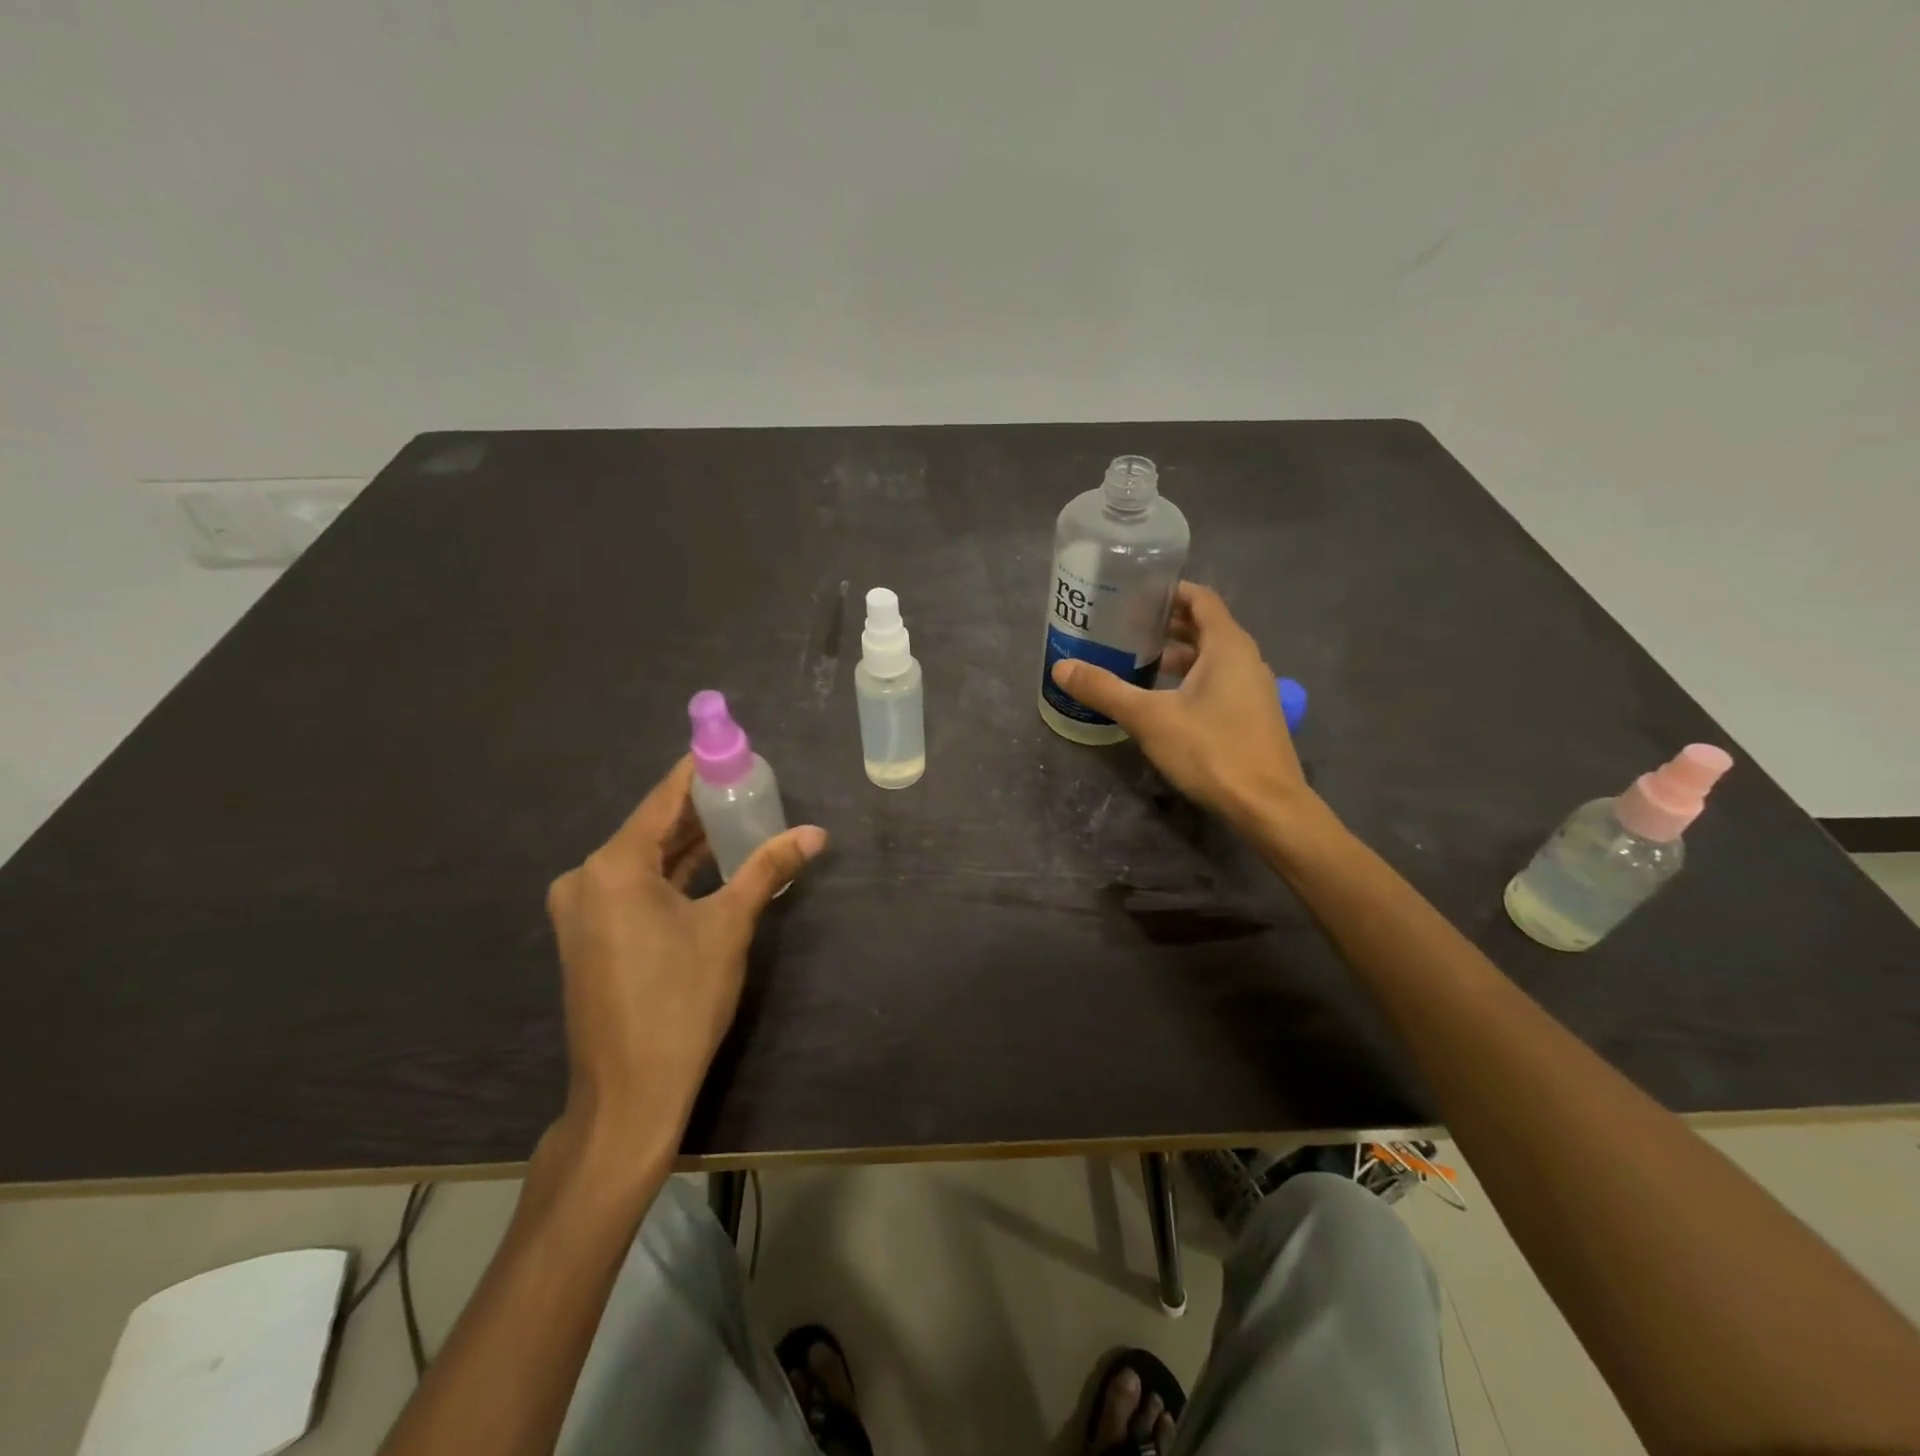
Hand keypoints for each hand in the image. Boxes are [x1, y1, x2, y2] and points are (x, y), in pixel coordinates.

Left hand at [545, 757, 826, 1156]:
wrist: (629, 1093)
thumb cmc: (680, 1001)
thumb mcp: (730, 926)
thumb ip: (767, 869)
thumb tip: (816, 833)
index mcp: (612, 866)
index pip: (664, 798)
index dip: (700, 771)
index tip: (734, 749)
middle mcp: (586, 878)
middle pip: (652, 826)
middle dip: (701, 808)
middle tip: (750, 786)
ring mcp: (581, 910)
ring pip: (644, 859)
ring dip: (689, 842)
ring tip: (740, 817)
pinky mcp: (589, 935)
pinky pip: (634, 887)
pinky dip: (672, 873)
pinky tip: (710, 862)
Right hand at [1049, 582, 1307, 826]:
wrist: (1266, 806)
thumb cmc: (1211, 750)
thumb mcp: (1149, 718)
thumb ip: (1105, 690)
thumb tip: (1061, 668)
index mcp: (1227, 645)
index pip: (1200, 598)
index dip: (1169, 591)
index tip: (1135, 592)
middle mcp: (1245, 659)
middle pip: (1205, 626)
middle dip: (1167, 623)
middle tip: (1125, 624)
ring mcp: (1253, 688)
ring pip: (1211, 657)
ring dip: (1178, 654)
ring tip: (1136, 658)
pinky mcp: (1251, 715)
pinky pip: (1218, 681)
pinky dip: (1190, 678)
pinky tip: (1162, 698)